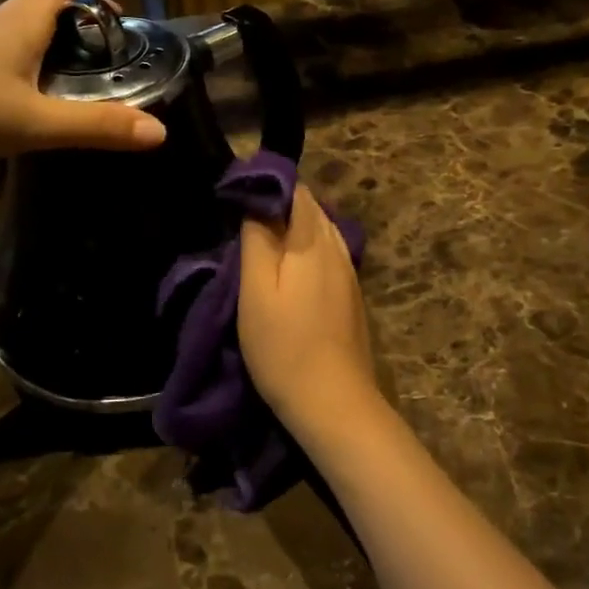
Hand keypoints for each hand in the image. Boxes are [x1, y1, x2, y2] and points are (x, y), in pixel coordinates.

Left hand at [0, 0, 166, 168]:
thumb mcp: (34, 121)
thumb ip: (95, 127)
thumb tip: (160, 132)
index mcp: (20, 24)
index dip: (93, 0)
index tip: (118, 25)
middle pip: (39, 11)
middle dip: (74, 29)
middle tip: (100, 62)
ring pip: (14, 39)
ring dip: (43, 53)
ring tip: (68, 87)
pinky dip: (16, 75)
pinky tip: (20, 108)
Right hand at [239, 184, 385, 445]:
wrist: (334, 403)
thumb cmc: (284, 347)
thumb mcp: (255, 291)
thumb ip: (257, 240)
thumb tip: (256, 202)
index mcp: (313, 241)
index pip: (296, 191)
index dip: (268, 185)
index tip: (237, 193)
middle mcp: (337, 248)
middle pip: (311, 209)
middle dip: (280, 204)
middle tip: (243, 216)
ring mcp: (349, 273)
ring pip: (322, 232)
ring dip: (294, 227)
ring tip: (262, 240)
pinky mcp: (351, 296)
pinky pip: (328, 254)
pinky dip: (307, 249)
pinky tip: (290, 269)